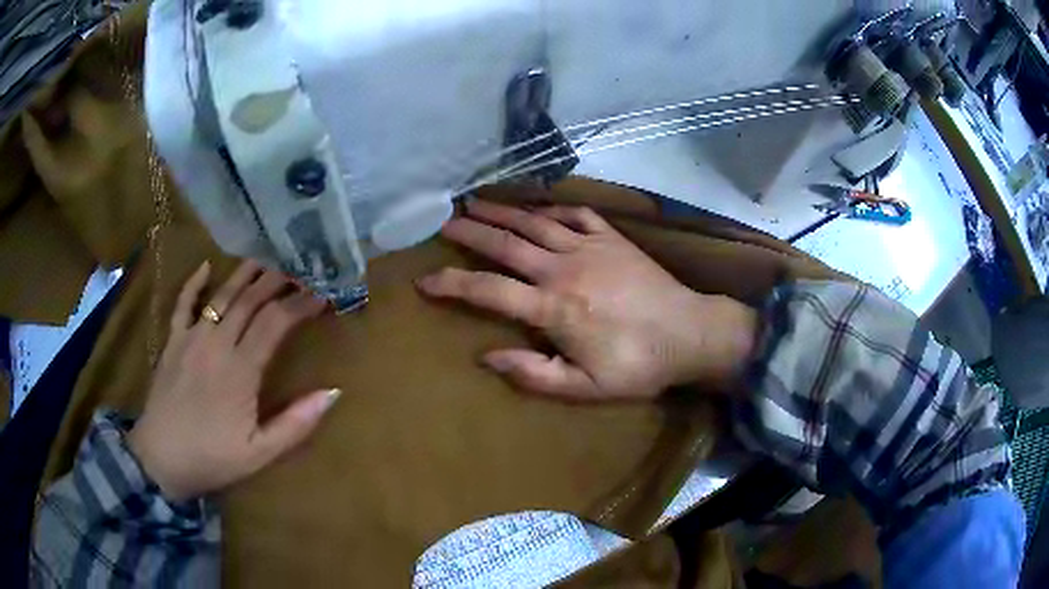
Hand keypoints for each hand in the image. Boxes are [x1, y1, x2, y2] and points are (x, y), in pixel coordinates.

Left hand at [127, 260, 339, 501]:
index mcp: (240, 370)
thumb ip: (296, 424)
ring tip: (264, 256)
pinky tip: (206, 266)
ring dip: (244, 273)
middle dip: (277, 280)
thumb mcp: (260, 453)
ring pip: (221, 295)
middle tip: (298, 264)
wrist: (160, 459)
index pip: (275, 323)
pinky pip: (183, 303)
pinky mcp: (172, 341)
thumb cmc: (212, 459)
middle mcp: (216, 343)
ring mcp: (190, 338)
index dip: (300, 304)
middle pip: (250, 300)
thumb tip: (333, 393)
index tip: (322, 293)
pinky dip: (194, 283)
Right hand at [417, 200, 756, 401]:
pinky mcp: (611, 237)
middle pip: (505, 245)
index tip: (425, 280)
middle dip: (470, 233)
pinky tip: (537, 208)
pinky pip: (574, 213)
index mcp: (552, 308)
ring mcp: (588, 247)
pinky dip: (550, 207)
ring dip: (501, 212)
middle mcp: (562, 269)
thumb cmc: (637, 365)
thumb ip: (534, 374)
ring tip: (475, 202)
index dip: (451, 284)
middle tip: (444, 222)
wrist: (689, 333)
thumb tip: (487, 357)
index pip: (488, 291)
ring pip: (534, 222)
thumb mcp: (585, 388)